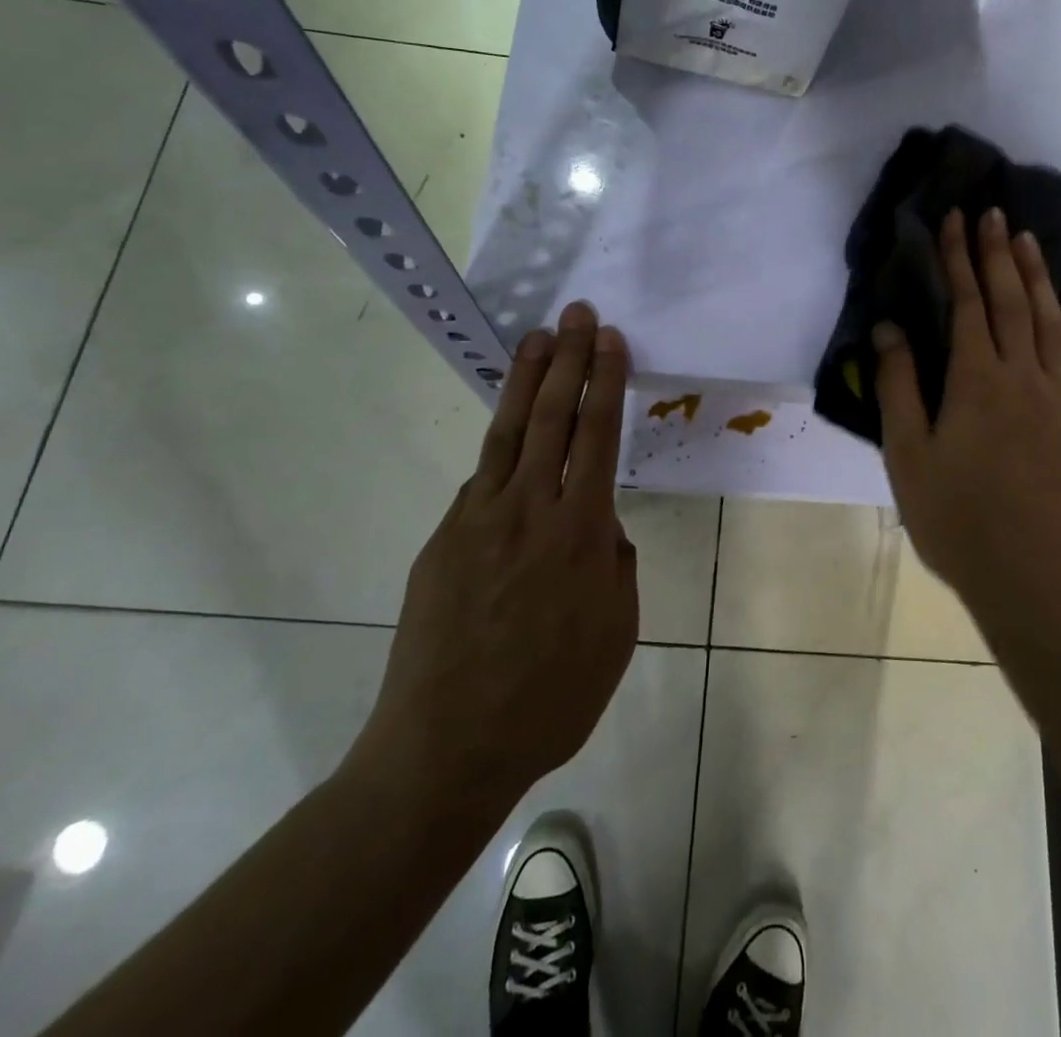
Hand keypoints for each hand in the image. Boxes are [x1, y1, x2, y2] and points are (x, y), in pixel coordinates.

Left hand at [347, 302, 638, 825]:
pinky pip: (480, 480)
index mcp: (581, 532)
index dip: (605, 380)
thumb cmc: (551, 699)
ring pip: (508, 432)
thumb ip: (613, 566)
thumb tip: (598, 527)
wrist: (448, 747)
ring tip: (536, 337)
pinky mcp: (443, 539)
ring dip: (526, 379)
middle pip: (553, 416)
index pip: (597, 435)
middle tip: (576, 313)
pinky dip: (499, 446)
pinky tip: (510, 435)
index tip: (610, 339)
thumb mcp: (616, 633)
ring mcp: (478, 519)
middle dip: (568, 357)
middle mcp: (529, 509)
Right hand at [873, 208, 1060, 636]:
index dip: (958, 259)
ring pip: (1049, 319)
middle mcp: (1023, 375)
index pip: (967, 304)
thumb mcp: (908, 456)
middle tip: (991, 211)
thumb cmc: (958, 518)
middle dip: (996, 252)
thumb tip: (888, 328)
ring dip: (1036, 274)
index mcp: (976, 381)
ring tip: (1026, 238)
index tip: (953, 221)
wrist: (1034, 575)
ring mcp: (1060, 395)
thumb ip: (898, 387)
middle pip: (1010, 300)